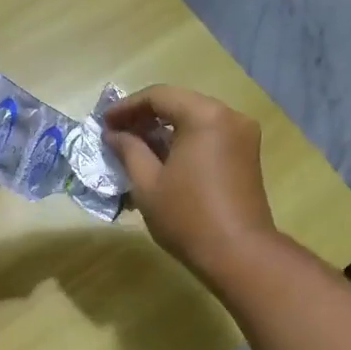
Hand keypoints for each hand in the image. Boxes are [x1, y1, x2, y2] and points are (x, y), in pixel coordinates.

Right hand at [104, 86, 277, 281]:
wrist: (238, 253)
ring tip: (136, 148)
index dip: (127, 107)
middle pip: (180, 104)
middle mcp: (229, 116)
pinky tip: (163, 159)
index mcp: (204, 116)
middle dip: (146, 116)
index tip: (104, 123)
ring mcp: (243, 135)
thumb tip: (113, 134)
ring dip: (165, 130)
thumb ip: (129, 150)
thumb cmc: (187, 217)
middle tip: (117, 134)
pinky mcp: (247, 155)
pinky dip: (184, 141)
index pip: (159, 96)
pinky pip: (210, 136)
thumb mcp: (147, 183)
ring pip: (196, 120)